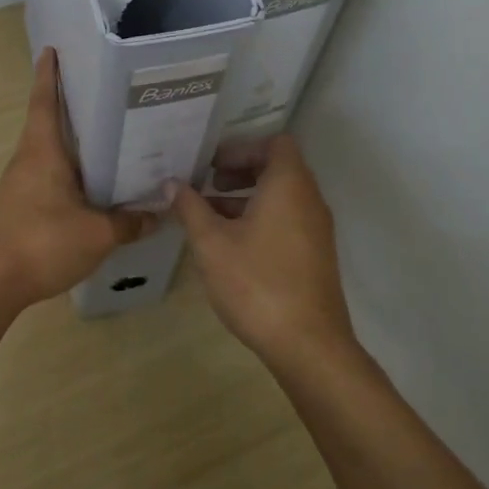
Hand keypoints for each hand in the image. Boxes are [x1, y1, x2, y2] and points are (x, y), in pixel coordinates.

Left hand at [0, 49, 158, 312]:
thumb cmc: (41, 243)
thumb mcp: (97, 234)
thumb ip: (129, 222)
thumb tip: (159, 213)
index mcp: (43, 151)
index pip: (44, 101)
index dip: (48, 74)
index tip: (52, 49)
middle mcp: (29, 159)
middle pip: (48, 120)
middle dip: (69, 102)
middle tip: (103, 89)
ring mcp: (21, 183)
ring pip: (49, 149)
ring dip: (71, 137)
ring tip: (107, 131)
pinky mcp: (21, 204)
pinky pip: (49, 173)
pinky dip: (69, 166)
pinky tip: (92, 180)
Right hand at [172, 135, 354, 367]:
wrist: (308, 345)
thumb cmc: (256, 283)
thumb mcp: (211, 243)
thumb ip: (190, 208)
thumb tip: (172, 183)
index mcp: (289, 185)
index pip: (274, 143)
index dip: (241, 148)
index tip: (212, 164)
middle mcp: (309, 200)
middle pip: (277, 168)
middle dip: (239, 172)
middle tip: (206, 185)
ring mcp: (316, 230)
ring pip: (280, 197)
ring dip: (246, 198)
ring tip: (209, 215)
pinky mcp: (315, 255)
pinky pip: (287, 220)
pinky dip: (260, 219)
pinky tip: (230, 244)